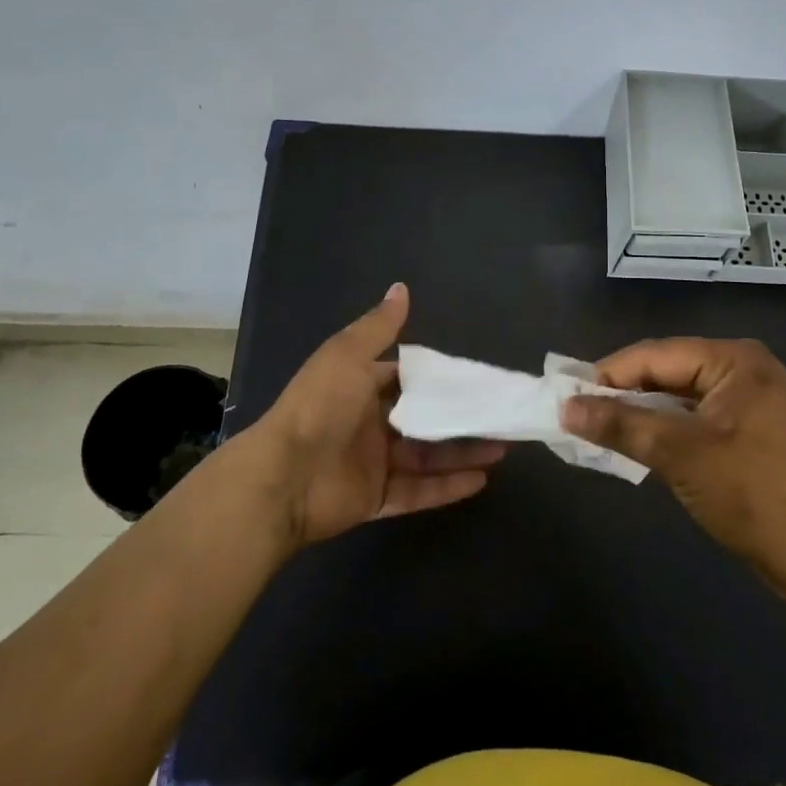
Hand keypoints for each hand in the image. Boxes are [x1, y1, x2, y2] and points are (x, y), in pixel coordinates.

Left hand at [240, 283, 505, 549]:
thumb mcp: (348, 356)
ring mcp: (374, 464)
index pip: (408, 380)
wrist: (283, 477)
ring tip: (502, 448)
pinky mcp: (377, 499)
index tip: (477, 378)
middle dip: (460, 418)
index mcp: (361, 387)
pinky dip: (448, 487)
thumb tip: (401, 287)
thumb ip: (379, 327)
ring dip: (463, 452)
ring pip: (428, 457)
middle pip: (423, 420)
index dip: (440, 379)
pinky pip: (419, 492)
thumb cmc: (320, 407)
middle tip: (500, 415)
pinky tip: (481, 480)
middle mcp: (369, 424)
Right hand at [561, 337, 785, 596]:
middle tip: (577, 415)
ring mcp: (751, 401)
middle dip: (623, 394)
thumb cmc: (753, 493)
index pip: (654, 355)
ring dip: (641, 414)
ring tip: (599, 430)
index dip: (607, 374)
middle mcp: (743, 369)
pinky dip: (665, 431)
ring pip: (679, 398)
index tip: (565, 396)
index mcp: (733, 359)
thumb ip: (620, 424)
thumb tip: (566, 407)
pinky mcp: (752, 432)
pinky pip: (696, 419)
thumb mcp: (679, 454)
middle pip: (667, 372)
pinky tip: (638, 445)